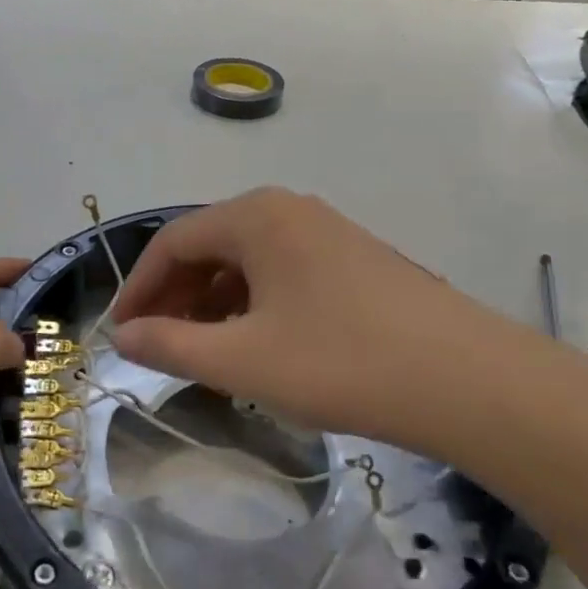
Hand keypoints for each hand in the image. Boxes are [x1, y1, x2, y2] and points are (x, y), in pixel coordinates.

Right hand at [108, 189, 561, 455]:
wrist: (467, 380)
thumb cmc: (340, 363)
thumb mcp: (242, 360)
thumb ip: (171, 344)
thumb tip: (123, 336)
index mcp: (256, 216)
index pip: (172, 241)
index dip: (138, 288)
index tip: (120, 333)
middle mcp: (289, 209)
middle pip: (210, 245)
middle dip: (175, 295)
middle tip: (157, 344)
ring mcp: (327, 231)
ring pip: (248, 260)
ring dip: (214, 301)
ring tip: (203, 350)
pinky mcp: (355, 259)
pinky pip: (283, 272)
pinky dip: (254, 303)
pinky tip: (257, 344)